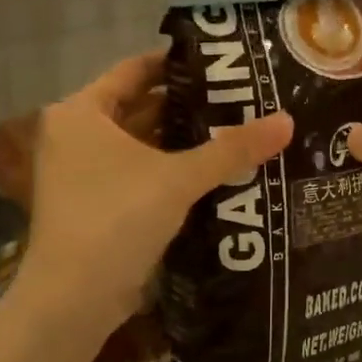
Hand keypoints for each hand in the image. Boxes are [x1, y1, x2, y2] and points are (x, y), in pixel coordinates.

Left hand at [20, 51, 292, 337]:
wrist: (74, 299)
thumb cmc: (116, 218)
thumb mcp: (178, 178)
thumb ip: (232, 149)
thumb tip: (288, 120)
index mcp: (81, 112)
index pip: (134, 70)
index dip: (176, 64)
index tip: (221, 62)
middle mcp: (76, 135)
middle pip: (139, 107)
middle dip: (188, 105)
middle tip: (239, 98)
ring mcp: (83, 173)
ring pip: (141, 144)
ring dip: (182, 140)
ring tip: (236, 129)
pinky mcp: (96, 205)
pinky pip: (140, 173)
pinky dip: (170, 169)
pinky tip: (214, 171)